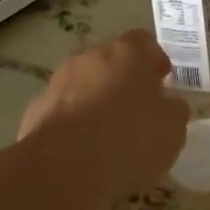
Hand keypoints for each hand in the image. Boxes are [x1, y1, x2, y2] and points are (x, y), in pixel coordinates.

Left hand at [19, 29, 189, 199]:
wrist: (63, 167)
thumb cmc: (129, 140)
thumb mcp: (172, 129)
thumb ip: (173, 110)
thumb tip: (168, 104)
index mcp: (128, 53)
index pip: (145, 42)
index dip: (155, 61)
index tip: (162, 82)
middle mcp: (90, 57)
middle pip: (111, 61)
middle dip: (124, 80)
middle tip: (137, 109)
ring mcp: (59, 81)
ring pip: (84, 84)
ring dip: (96, 100)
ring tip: (107, 135)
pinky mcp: (36, 109)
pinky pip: (63, 110)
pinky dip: (73, 122)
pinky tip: (81, 150)